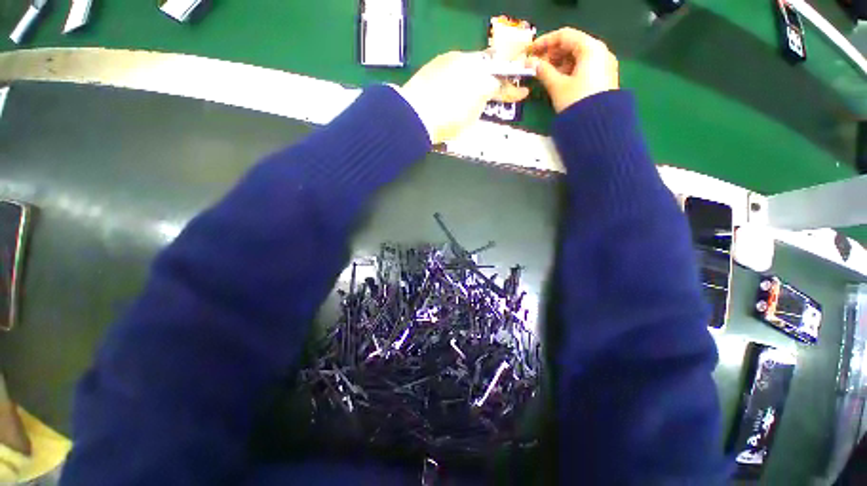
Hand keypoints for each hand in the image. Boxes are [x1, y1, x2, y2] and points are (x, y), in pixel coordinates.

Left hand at [401, 51, 529, 143]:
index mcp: (481, 82)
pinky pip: (457, 64)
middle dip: (496, 77)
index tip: (522, 92)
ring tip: (474, 89)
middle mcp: (471, 63)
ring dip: (478, 75)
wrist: (414, 116)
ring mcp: (453, 59)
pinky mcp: (438, 61)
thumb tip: (484, 95)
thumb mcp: (470, 118)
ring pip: (474, 63)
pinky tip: (456, 85)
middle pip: (490, 68)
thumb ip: (482, 103)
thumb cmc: (446, 123)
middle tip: (498, 88)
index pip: (502, 85)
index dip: (512, 91)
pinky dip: (461, 74)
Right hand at [528, 28, 618, 112]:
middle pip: (572, 44)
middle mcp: (600, 51)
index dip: (545, 41)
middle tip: (536, 64)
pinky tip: (557, 79)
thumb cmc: (576, 101)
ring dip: (559, 62)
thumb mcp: (557, 86)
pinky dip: (569, 69)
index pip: (564, 35)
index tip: (531, 51)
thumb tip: (531, 64)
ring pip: (577, 56)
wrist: (597, 124)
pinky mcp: (603, 76)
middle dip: (552, 53)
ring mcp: (603, 64)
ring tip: (544, 73)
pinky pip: (583, 66)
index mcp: (590, 48)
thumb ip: (543, 71)